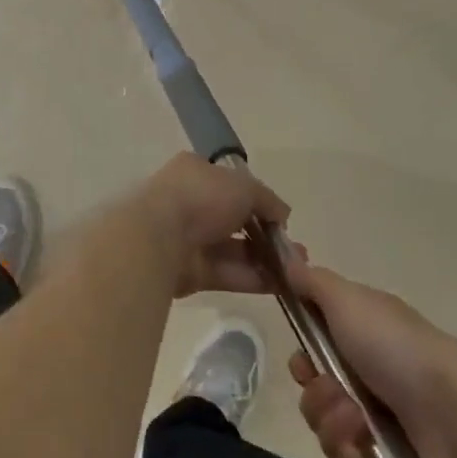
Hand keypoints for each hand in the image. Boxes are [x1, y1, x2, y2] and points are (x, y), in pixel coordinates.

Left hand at [132, 152, 289, 298]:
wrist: (159, 237)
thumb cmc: (201, 197)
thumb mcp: (244, 187)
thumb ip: (267, 200)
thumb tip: (283, 215)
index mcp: (195, 172)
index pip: (229, 183)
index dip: (255, 199)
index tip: (279, 218)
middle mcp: (189, 202)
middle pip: (233, 219)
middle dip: (265, 235)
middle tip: (295, 251)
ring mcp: (187, 237)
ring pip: (232, 249)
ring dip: (264, 259)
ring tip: (297, 271)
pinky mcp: (188, 271)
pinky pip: (226, 273)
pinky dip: (252, 278)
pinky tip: (282, 285)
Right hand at [284, 260, 456, 457]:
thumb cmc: (397, 347)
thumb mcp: (348, 299)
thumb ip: (313, 281)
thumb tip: (288, 261)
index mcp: (360, 341)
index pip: (312, 355)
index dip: (301, 363)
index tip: (306, 365)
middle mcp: (369, 381)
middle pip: (315, 398)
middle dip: (318, 400)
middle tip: (340, 397)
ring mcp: (383, 426)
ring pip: (328, 434)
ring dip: (335, 430)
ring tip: (361, 427)